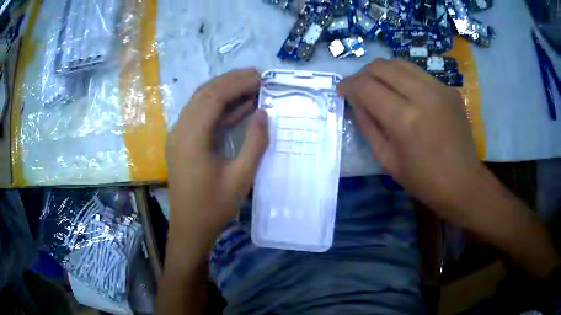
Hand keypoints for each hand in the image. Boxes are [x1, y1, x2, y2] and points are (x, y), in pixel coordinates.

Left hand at [166, 69, 267, 242]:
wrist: (190, 228)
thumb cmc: (214, 207)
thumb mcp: (241, 177)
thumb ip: (255, 142)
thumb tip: (263, 113)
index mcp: (191, 138)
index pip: (213, 97)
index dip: (237, 83)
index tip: (261, 77)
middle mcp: (180, 130)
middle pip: (204, 94)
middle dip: (231, 81)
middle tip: (258, 76)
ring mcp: (178, 135)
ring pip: (200, 102)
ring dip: (224, 91)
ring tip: (250, 86)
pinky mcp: (181, 142)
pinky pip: (199, 116)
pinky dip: (218, 108)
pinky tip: (237, 107)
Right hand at [337, 58, 484, 223]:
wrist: (463, 183)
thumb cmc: (424, 181)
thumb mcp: (388, 160)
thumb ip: (368, 126)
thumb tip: (355, 103)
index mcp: (405, 120)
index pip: (366, 87)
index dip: (348, 85)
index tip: (341, 90)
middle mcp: (423, 96)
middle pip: (382, 66)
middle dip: (363, 73)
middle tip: (359, 88)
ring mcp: (439, 89)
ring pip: (400, 63)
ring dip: (382, 71)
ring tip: (379, 86)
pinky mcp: (449, 89)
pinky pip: (418, 73)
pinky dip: (403, 78)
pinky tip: (404, 93)